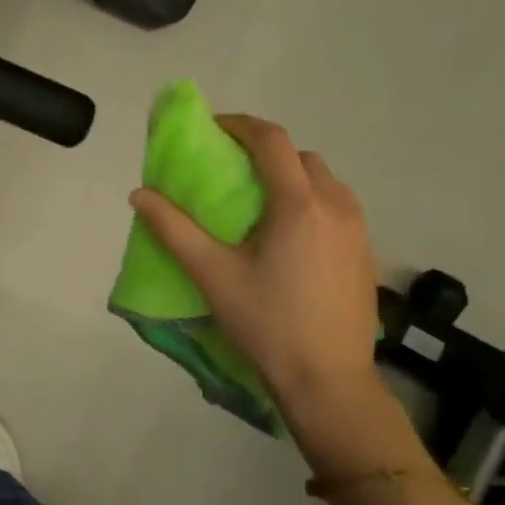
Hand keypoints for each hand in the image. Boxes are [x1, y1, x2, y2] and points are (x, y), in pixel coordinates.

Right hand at [130, 114, 380, 422]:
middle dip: (264, 150)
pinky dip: (308, 200)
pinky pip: (336, 205)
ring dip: (289, 175)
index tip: (211, 129)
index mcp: (298, 204)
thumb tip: (139, 194)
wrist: (328, 379)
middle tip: (229, 167)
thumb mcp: (211, 274)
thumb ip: (173, 229)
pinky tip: (286, 234)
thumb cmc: (266, 322)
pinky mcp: (365, 252)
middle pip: (300, 156)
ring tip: (257, 200)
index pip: (272, 141)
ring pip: (323, 180)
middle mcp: (336, 206)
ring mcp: (358, 229)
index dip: (240, 125)